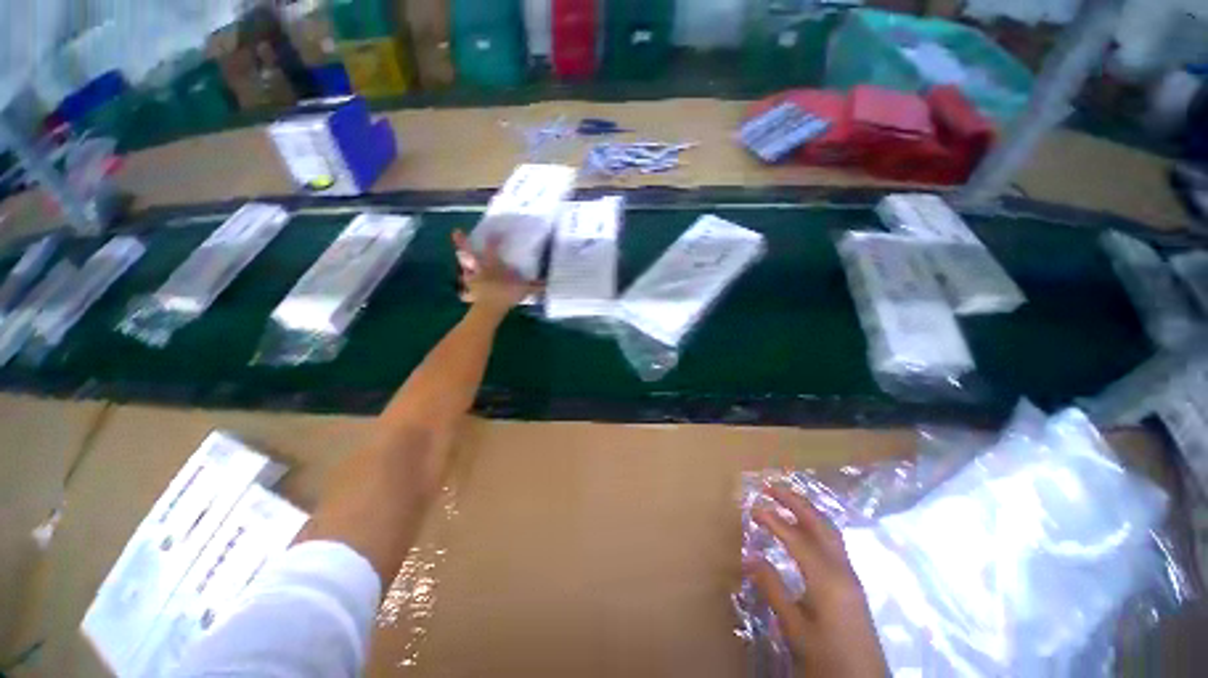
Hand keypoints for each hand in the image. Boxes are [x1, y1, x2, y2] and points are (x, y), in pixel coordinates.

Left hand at [452, 230, 539, 314]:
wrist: (488, 310)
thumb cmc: (505, 295)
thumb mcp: (524, 289)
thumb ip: (535, 286)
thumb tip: (547, 284)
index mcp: (493, 265)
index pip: (492, 248)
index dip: (494, 239)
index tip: (494, 231)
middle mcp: (480, 269)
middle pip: (470, 253)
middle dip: (463, 243)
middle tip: (455, 232)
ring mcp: (472, 281)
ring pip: (465, 269)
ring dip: (463, 265)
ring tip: (460, 260)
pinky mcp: (470, 293)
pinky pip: (465, 289)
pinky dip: (465, 289)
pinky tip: (464, 291)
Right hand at [748, 485, 888, 677]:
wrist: (858, 671)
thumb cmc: (824, 651)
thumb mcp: (794, 627)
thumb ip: (775, 592)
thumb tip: (752, 559)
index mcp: (827, 579)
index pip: (799, 540)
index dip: (776, 521)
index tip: (754, 505)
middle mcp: (842, 568)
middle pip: (821, 526)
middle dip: (798, 503)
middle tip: (773, 486)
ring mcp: (850, 574)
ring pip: (831, 533)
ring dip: (810, 513)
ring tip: (789, 502)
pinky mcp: (851, 583)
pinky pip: (835, 545)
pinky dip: (818, 531)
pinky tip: (808, 536)